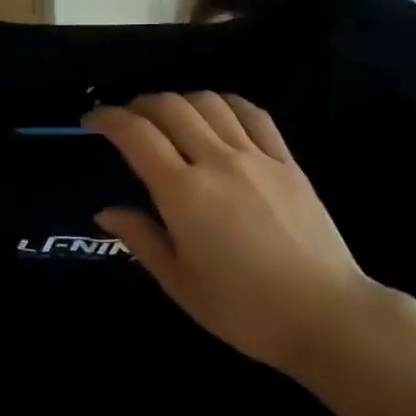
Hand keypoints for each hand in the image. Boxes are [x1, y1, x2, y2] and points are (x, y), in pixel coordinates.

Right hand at [84, 93, 370, 372]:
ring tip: (169, 117)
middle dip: (140, 105)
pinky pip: (253, 114)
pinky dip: (227, 104)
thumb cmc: (243, 309)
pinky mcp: (287, 161)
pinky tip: (218, 113)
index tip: (91, 122)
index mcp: (184, 193)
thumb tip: (106, 212)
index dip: (108, 118)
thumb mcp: (180, 283)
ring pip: (210, 103)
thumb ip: (141, 239)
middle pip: (171, 108)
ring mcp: (256, 156)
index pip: (136, 135)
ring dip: (181, 100)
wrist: (324, 314)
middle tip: (127, 121)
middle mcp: (217, 161)